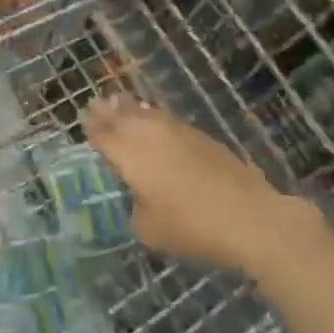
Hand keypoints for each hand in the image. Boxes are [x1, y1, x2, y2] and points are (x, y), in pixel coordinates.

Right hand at [81, 97, 298, 273]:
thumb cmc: (191, 225)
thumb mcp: (148, 228)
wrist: (249, 217)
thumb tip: (139, 197)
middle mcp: (150, 133)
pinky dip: (154, 119)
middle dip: (108, 111)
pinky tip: (155, 125)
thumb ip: (135, 207)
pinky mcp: (201, 137)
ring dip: (131, 110)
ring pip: (147, 113)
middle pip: (123, 115)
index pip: (104, 134)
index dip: (93, 128)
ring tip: (121, 104)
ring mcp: (178, 131)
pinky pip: (167, 121)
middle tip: (97, 105)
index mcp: (130, 153)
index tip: (84, 121)